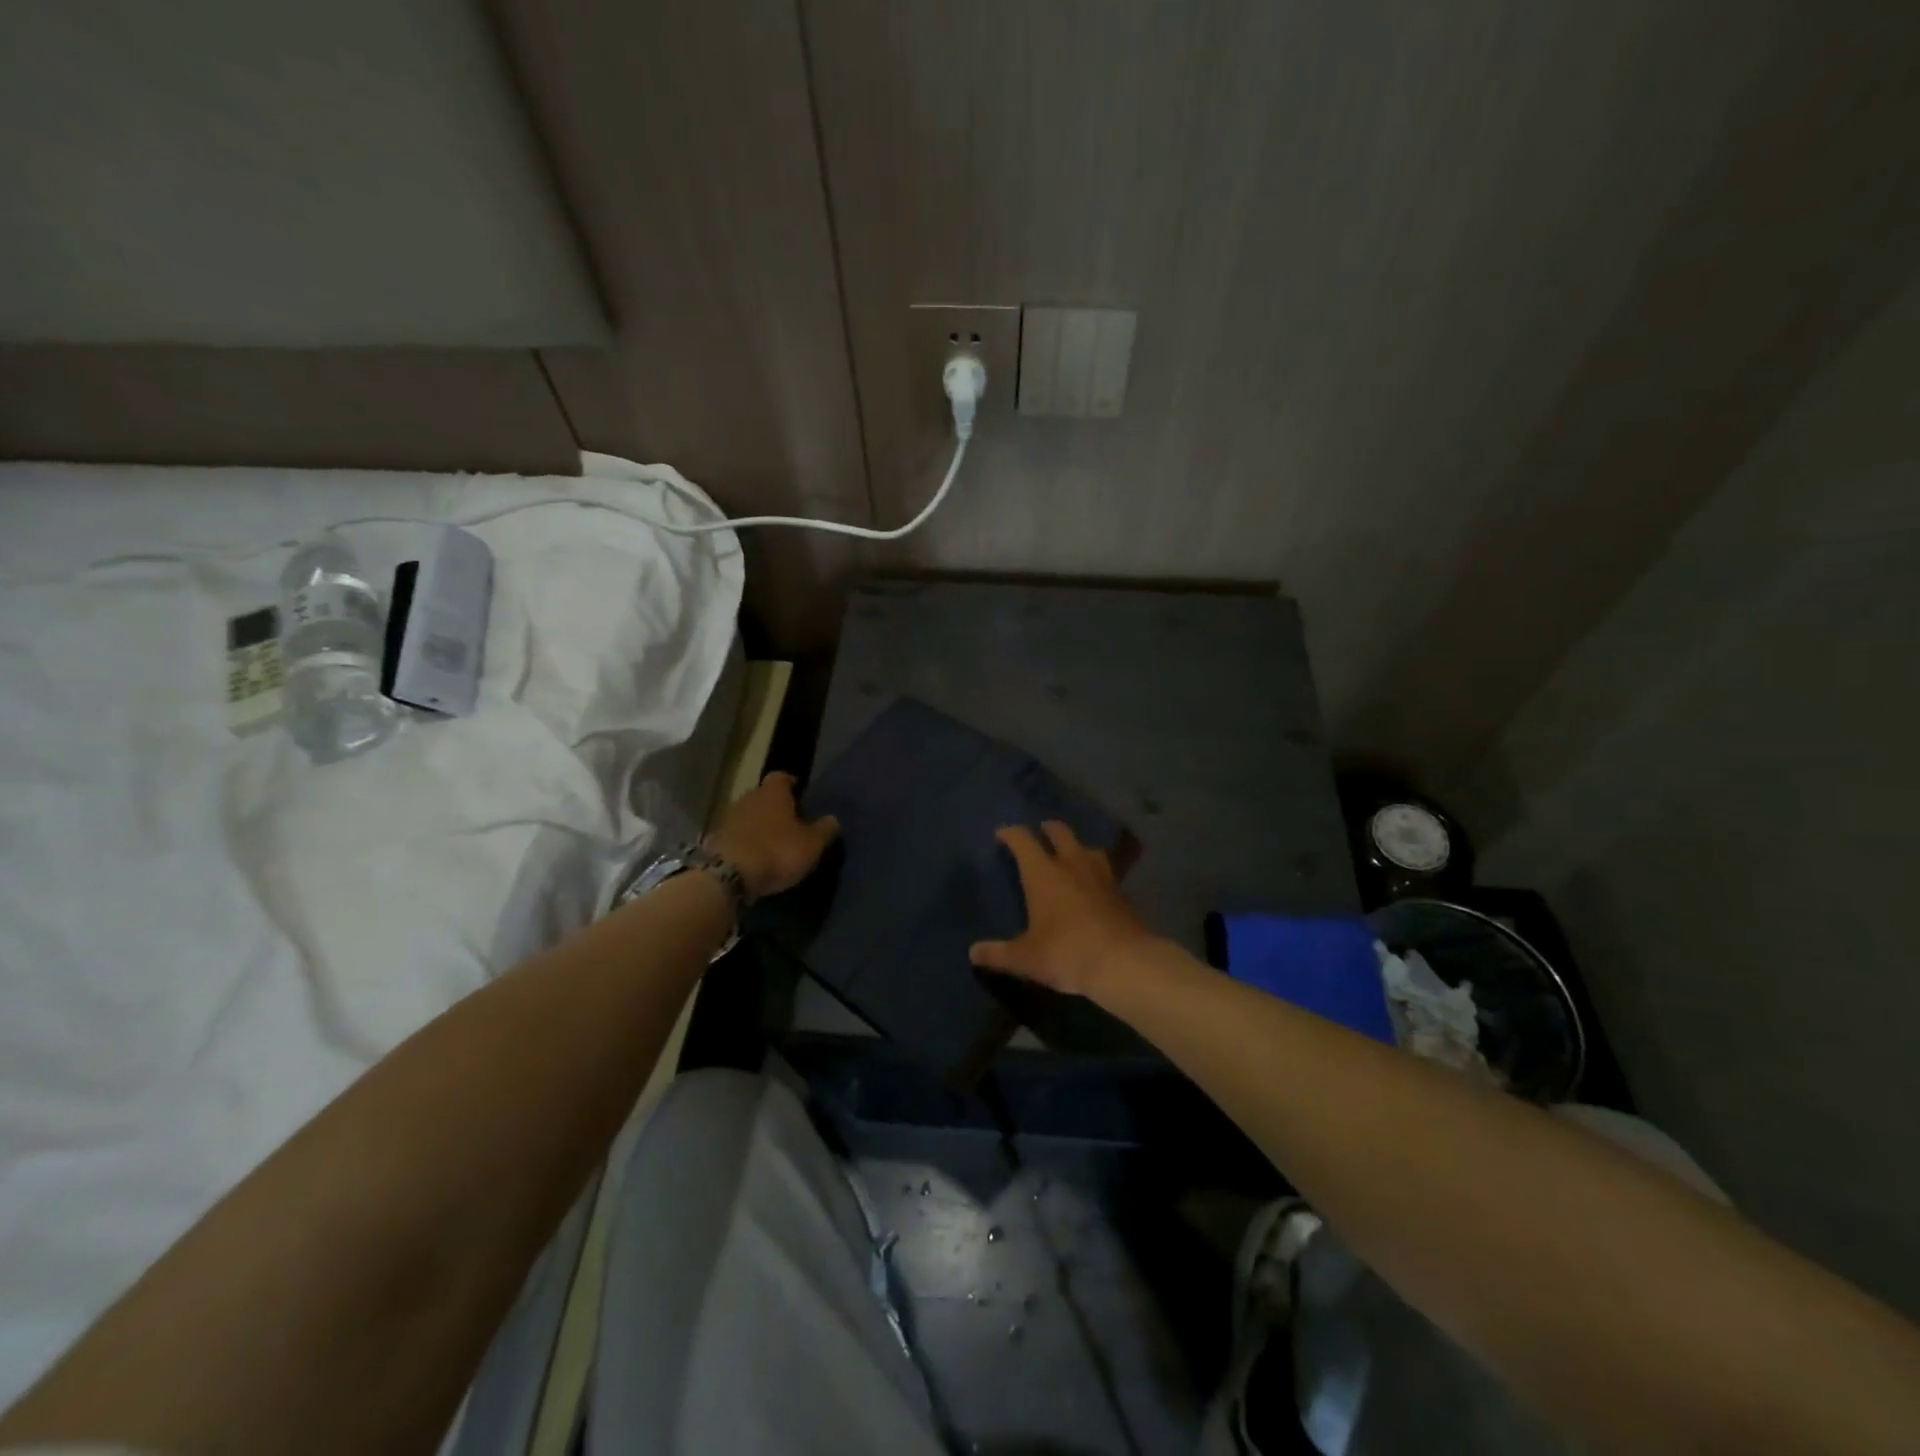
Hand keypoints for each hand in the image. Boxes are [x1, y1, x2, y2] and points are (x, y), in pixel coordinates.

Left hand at [705, 772, 839, 899]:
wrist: (728, 876)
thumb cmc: (776, 851)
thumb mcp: (811, 844)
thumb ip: (824, 830)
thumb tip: (833, 819)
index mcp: (773, 793)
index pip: (781, 777)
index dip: (791, 783)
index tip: (799, 792)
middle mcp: (748, 798)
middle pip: (762, 795)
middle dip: (774, 805)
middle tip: (788, 820)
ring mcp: (728, 818)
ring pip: (747, 814)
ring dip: (757, 824)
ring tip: (771, 840)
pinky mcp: (715, 839)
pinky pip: (735, 835)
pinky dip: (744, 841)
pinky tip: (753, 855)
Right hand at [969, 821, 1150, 997]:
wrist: (1124, 963)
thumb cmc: (1066, 953)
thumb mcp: (1026, 958)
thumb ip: (998, 953)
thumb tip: (973, 953)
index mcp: (1043, 873)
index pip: (1022, 840)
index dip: (1010, 833)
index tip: (1002, 834)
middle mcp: (1072, 864)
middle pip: (1060, 832)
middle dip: (1048, 829)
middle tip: (1040, 832)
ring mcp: (1101, 875)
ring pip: (1087, 848)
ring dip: (1077, 847)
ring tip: (1071, 856)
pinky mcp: (1121, 892)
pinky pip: (1105, 871)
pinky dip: (1095, 872)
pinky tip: (1093, 885)